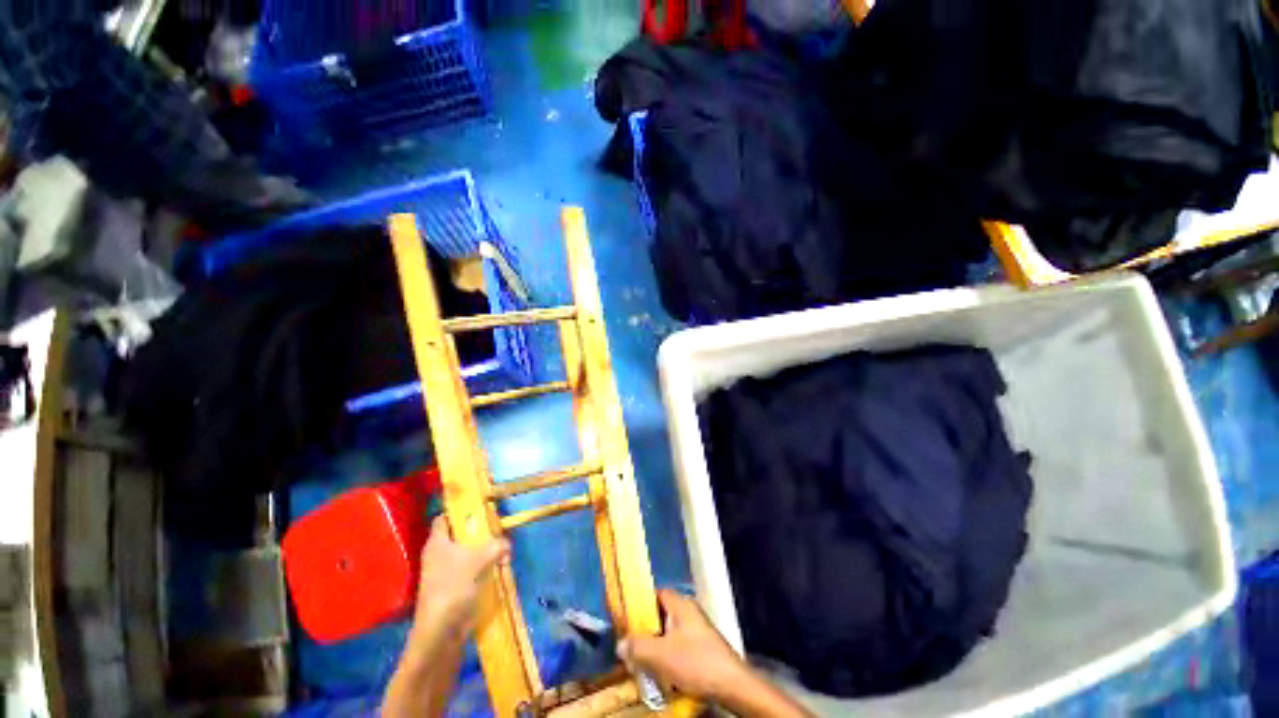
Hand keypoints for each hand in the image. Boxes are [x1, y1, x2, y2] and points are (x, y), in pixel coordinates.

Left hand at [414, 515, 509, 633]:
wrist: (441, 632)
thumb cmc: (454, 588)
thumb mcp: (479, 560)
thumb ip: (496, 546)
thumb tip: (507, 543)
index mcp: (437, 543)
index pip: (444, 518)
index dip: (459, 511)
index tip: (479, 508)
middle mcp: (438, 554)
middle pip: (458, 535)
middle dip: (478, 531)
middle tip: (497, 527)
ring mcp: (445, 572)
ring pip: (466, 553)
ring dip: (483, 550)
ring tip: (502, 547)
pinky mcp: (453, 588)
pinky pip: (470, 569)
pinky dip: (482, 567)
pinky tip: (497, 567)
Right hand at [617, 589, 748, 701]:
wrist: (731, 684)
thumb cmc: (695, 661)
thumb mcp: (661, 655)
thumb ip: (638, 647)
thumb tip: (620, 644)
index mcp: (680, 604)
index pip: (655, 593)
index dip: (638, 603)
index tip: (625, 618)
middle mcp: (688, 611)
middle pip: (660, 614)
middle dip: (644, 629)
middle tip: (630, 645)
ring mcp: (696, 629)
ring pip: (667, 632)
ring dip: (654, 646)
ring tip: (641, 661)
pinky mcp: (701, 646)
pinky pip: (677, 645)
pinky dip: (666, 655)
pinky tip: (659, 671)